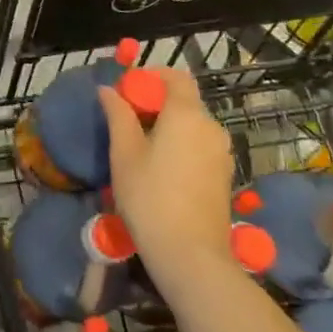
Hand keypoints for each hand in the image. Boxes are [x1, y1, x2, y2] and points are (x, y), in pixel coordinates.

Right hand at [99, 70, 239, 299]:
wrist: (191, 255)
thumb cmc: (150, 196)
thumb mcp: (124, 152)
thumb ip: (117, 114)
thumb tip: (108, 90)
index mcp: (187, 114)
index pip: (176, 77)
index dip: (151, 76)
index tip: (127, 89)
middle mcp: (211, 128)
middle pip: (185, 100)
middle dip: (156, 101)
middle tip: (126, 118)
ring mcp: (222, 154)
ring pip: (193, 124)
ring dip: (168, 124)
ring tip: (140, 144)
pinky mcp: (224, 176)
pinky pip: (200, 145)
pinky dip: (181, 143)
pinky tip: (160, 166)